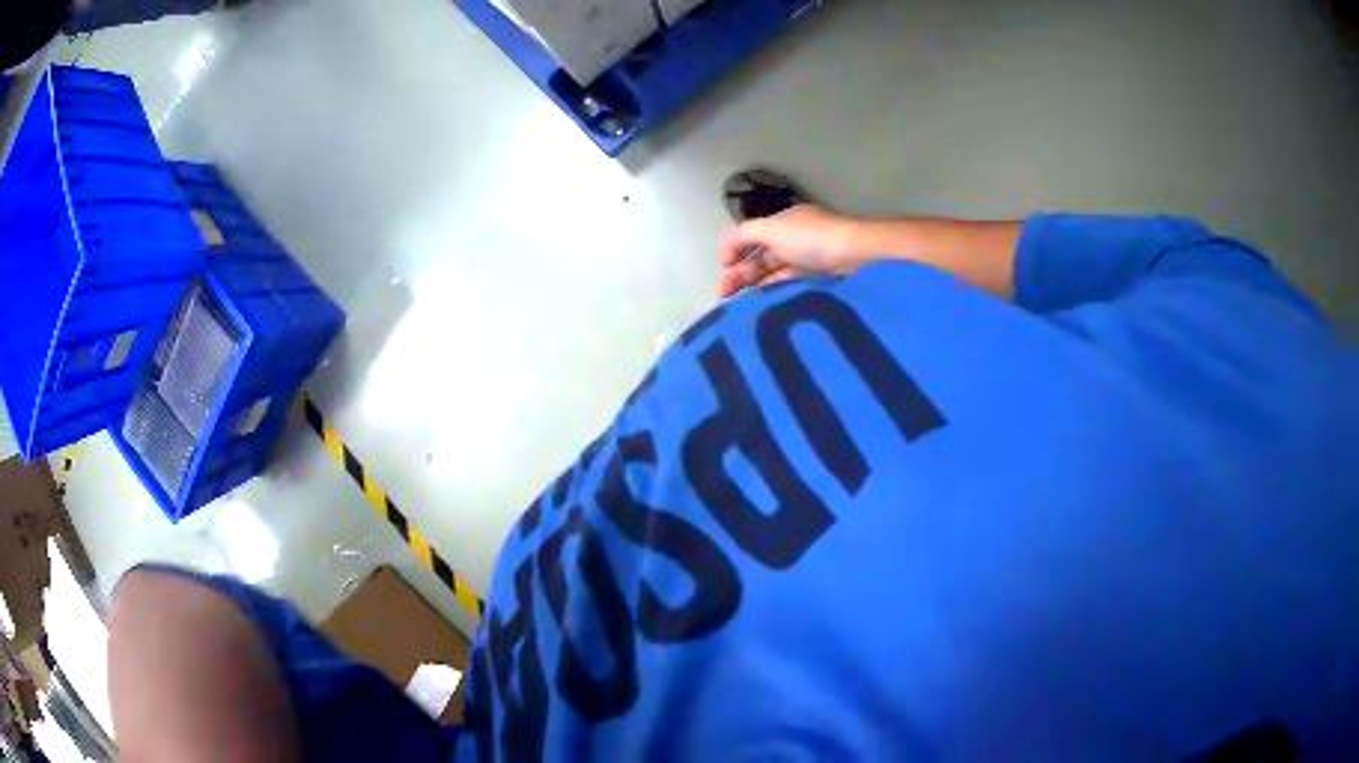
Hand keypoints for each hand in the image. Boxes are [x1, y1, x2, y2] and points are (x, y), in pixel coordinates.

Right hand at [717, 205, 863, 296]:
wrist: (860, 257)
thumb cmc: (812, 238)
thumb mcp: (772, 229)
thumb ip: (743, 235)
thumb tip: (724, 252)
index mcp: (782, 224)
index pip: (749, 237)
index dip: (732, 253)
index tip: (721, 272)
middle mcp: (794, 241)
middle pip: (760, 259)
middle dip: (739, 276)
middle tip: (722, 297)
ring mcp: (808, 262)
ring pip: (773, 277)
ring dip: (755, 289)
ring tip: (738, 308)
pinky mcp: (820, 283)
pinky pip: (790, 289)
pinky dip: (774, 296)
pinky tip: (762, 308)